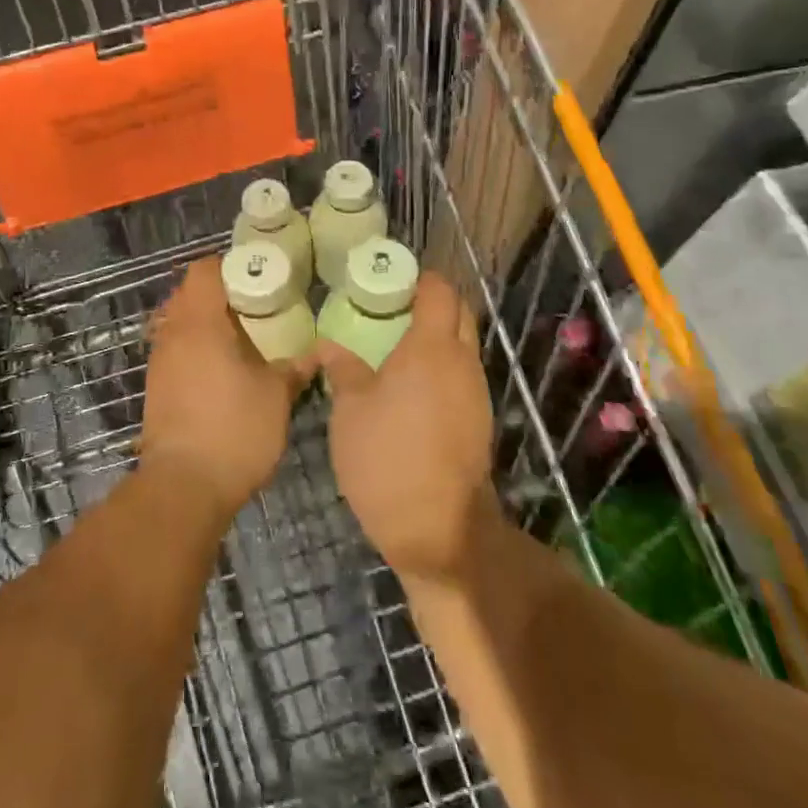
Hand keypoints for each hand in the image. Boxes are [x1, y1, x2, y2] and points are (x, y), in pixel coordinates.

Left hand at [141, 258, 313, 518]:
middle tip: (256, 306)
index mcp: (200, 322)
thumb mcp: (276, 396)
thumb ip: (294, 368)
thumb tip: (314, 354)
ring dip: (206, 323)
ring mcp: (160, 361)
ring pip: (180, 323)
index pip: (204, 270)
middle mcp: (173, 333)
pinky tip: (223, 370)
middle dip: (220, 294)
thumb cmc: (233, 429)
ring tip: (243, 338)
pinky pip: (176, 349)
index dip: (229, 266)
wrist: (183, 486)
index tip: (257, 275)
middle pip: (189, 293)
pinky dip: (196, 348)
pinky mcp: (156, 387)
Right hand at [317, 271, 499, 582]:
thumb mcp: (350, 410)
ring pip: (464, 345)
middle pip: (460, 313)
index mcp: (431, 348)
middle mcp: (462, 362)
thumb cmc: (386, 458)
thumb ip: (342, 369)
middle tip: (394, 305)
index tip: (393, 277)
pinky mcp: (480, 420)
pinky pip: (463, 375)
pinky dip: (443, 366)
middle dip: (434, 301)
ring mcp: (477, 392)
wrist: (437, 530)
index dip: (421, 278)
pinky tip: (412, 384)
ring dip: (440, 335)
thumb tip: (327, 344)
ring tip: (398, 343)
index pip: (439, 292)